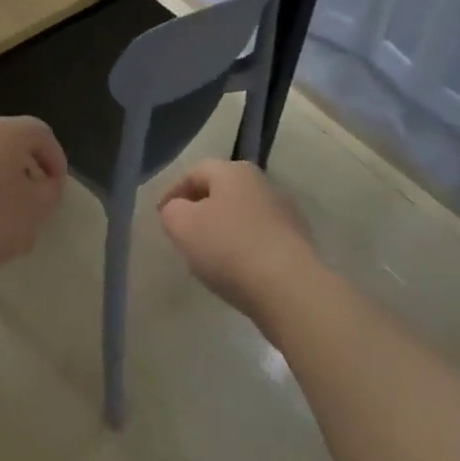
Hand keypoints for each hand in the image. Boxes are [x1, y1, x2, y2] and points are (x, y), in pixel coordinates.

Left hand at [0, 116, 66, 286]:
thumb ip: (49, 192)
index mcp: (3, 131)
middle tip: (31, 204)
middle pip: (8, 143)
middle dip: (24, 172)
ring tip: (0, 220)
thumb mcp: (34, 212)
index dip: (55, 159)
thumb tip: (45, 182)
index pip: (40, 132)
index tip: (57, 189)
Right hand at [158, 159, 317, 318]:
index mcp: (234, 171)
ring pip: (242, 215)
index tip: (161, 216)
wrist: (291, 289)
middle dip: (200, 209)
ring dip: (224, 230)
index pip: (194, 172)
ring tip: (209, 257)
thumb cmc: (230, 248)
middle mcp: (262, 183)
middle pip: (221, 191)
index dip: (173, 192)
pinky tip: (238, 271)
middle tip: (183, 233)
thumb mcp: (182, 225)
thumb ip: (172, 211)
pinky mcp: (298, 243)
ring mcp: (285, 213)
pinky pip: (260, 239)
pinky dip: (244, 249)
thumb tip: (178, 209)